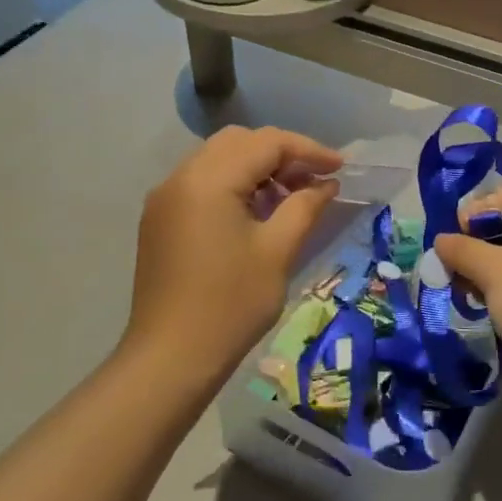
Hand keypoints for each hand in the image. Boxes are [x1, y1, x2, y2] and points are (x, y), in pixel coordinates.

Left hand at [124, 126, 341, 383]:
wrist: (170, 358)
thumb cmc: (231, 305)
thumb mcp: (278, 251)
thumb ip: (304, 206)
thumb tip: (326, 183)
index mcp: (209, 179)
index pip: (266, 143)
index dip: (308, 150)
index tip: (341, 167)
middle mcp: (181, 177)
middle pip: (239, 142)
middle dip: (281, 153)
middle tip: (314, 179)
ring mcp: (165, 198)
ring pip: (218, 159)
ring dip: (257, 167)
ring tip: (290, 196)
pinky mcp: (160, 219)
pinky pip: (202, 182)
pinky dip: (233, 184)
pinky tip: (256, 212)